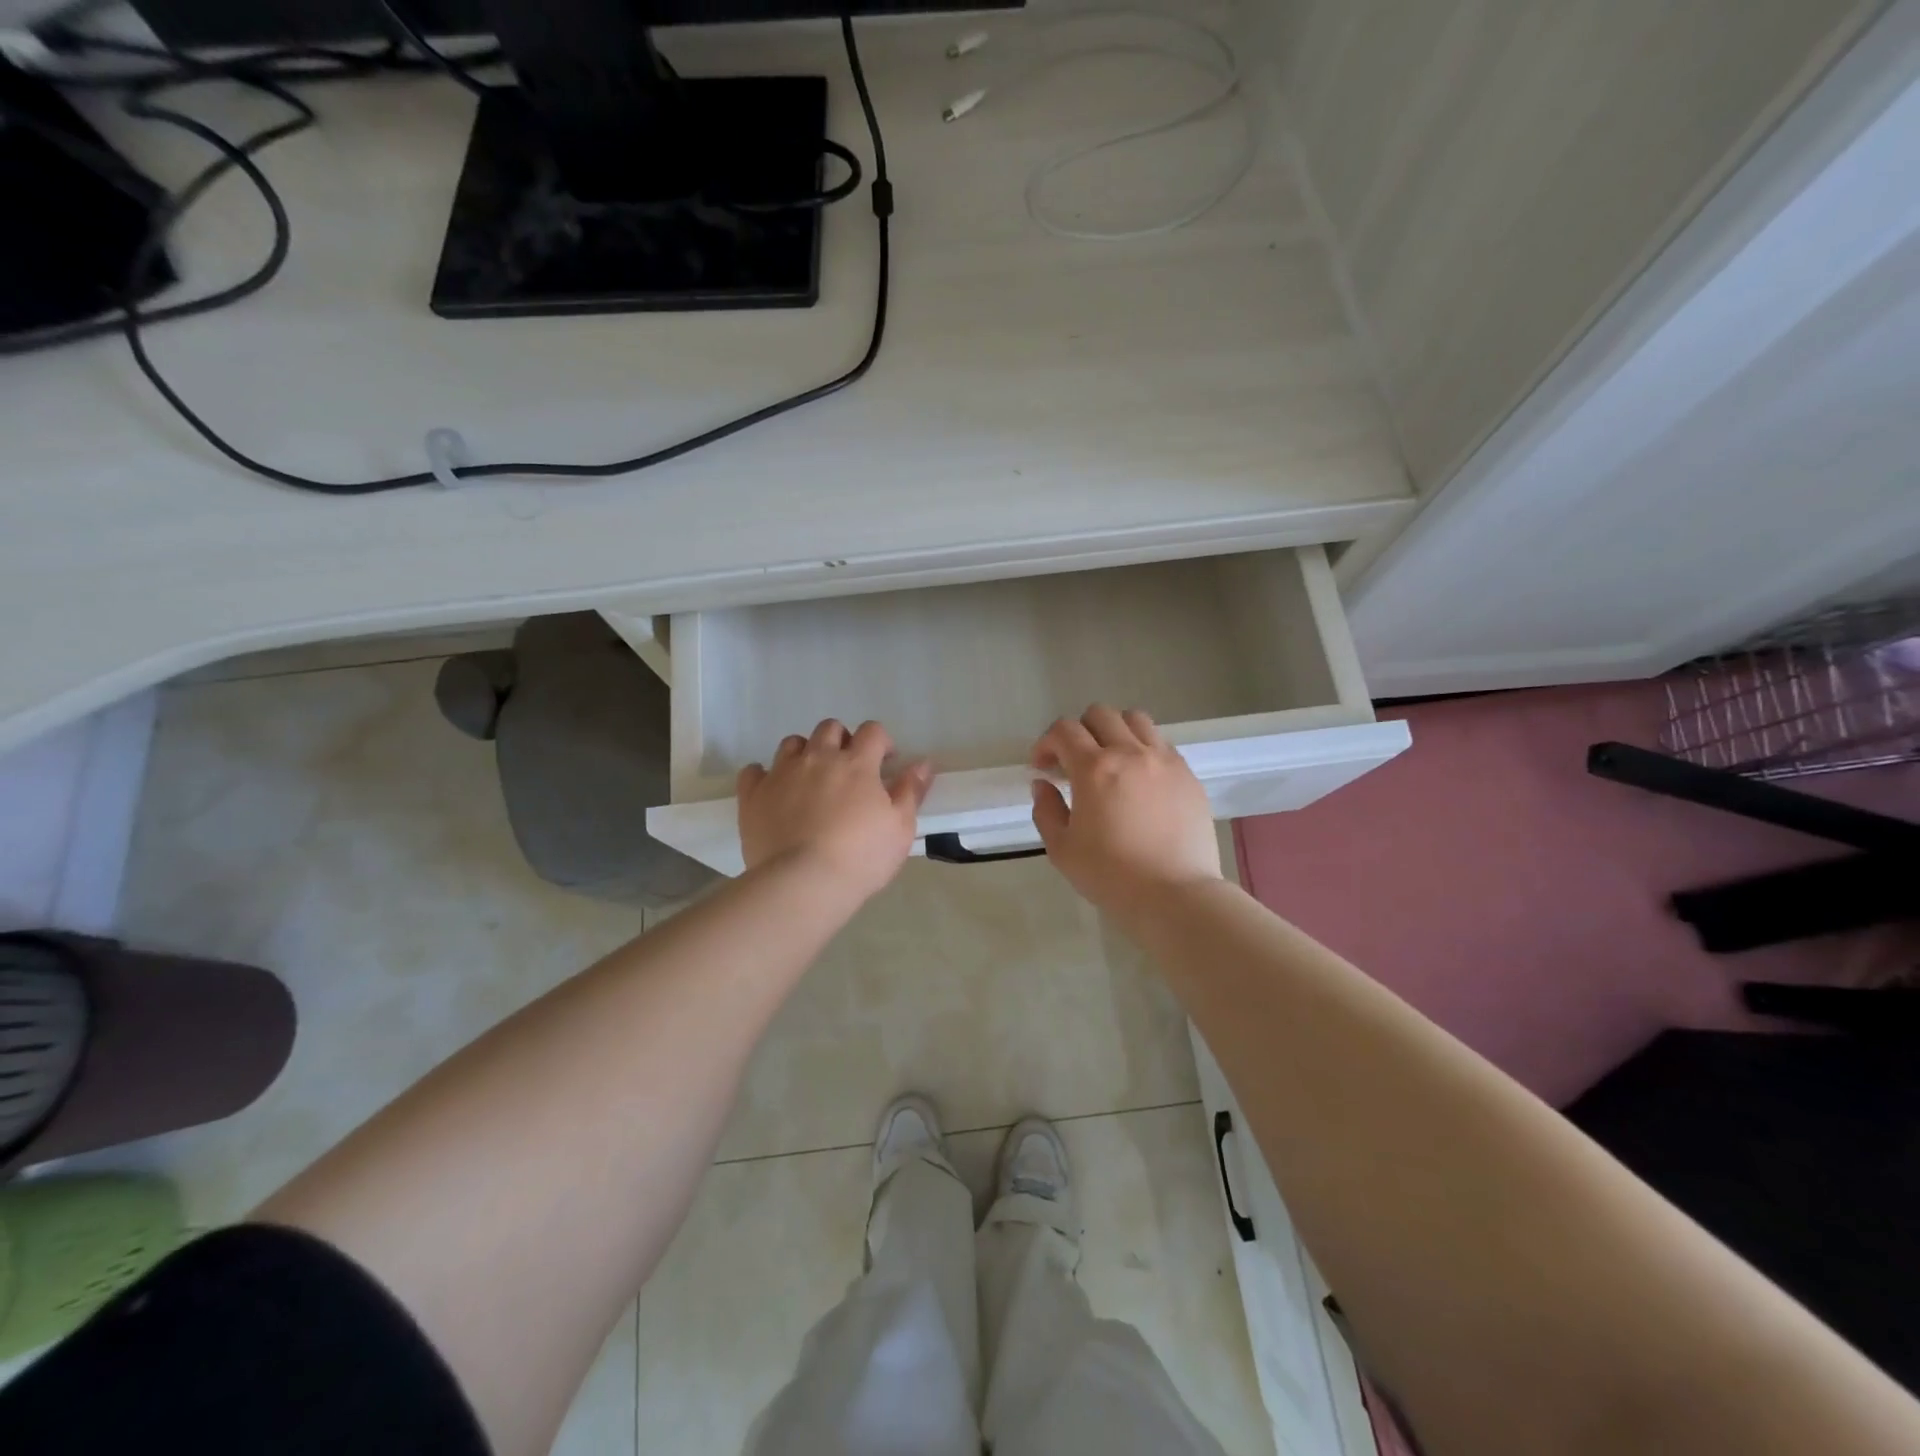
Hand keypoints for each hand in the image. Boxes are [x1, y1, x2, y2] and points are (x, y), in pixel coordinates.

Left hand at [736, 719, 932, 904]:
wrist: (803, 883)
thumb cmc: (861, 857)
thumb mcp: (900, 827)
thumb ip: (911, 790)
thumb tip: (923, 762)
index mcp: (857, 764)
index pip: (872, 731)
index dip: (881, 742)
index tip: (885, 763)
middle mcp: (818, 758)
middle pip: (830, 729)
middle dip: (842, 741)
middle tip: (848, 770)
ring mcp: (782, 774)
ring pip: (792, 744)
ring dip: (805, 753)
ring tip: (811, 779)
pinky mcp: (754, 795)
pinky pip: (754, 771)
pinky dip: (765, 775)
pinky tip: (773, 791)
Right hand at [1030, 705, 1221, 912]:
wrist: (1175, 895)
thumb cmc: (1111, 876)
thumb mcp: (1062, 849)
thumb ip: (1046, 810)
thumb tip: (1043, 785)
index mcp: (1095, 768)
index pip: (1064, 731)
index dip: (1046, 743)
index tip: (1042, 767)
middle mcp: (1131, 753)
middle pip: (1100, 714)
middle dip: (1079, 732)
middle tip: (1074, 762)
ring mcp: (1164, 760)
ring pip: (1135, 720)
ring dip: (1115, 732)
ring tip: (1111, 761)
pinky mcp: (1188, 775)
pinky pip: (1162, 744)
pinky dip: (1143, 749)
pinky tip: (1140, 779)